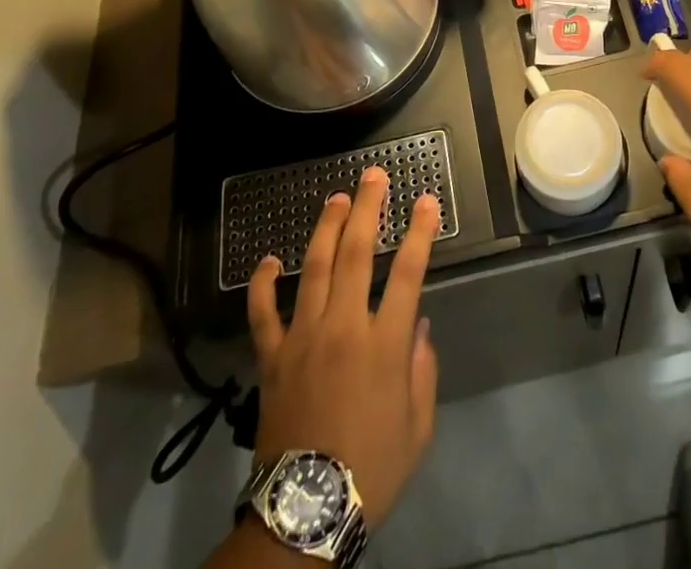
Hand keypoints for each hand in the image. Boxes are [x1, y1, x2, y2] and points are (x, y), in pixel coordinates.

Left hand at [246, 167, 439, 527]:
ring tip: (337, 198)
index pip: (410, 272)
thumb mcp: (417, 427)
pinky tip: (269, 259)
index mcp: (384, 344)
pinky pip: (263, 313)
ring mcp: (304, 337)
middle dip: (368, 208)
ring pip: (315, 268)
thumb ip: (422, 371)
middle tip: (374, 175)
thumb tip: (418, 327)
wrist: (305, 514)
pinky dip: (264, 283)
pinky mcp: (272, 357)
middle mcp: (344, 327)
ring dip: (327, 227)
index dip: (421, 232)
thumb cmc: (371, 469)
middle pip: (358, 253)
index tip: (427, 200)